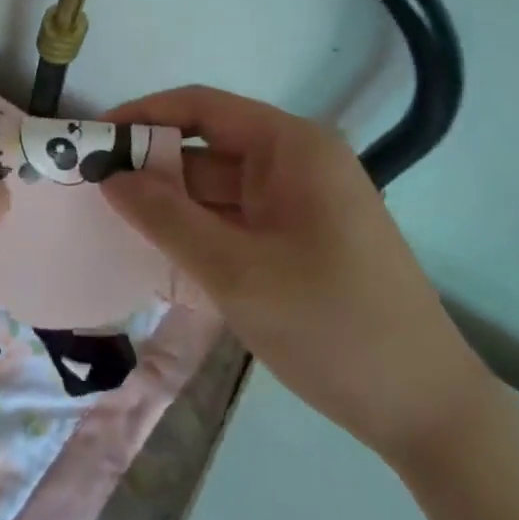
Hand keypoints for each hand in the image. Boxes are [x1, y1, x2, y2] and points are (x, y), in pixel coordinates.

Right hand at [102, 86, 493, 474]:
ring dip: (173, 206)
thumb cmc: (330, 326)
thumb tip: (108, 176)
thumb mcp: (234, 271)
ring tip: (114, 224)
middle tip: (92, 192)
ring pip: (219, 189)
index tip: (94, 139)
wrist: (427, 412)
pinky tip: (161, 254)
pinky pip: (237, 220)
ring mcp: (302, 203)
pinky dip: (199, 232)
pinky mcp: (302, 239)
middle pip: (208, 149)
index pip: (202, 107)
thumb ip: (165, 217)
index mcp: (291, 147)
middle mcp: (298, 163)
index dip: (144, 115)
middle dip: (152, 168)